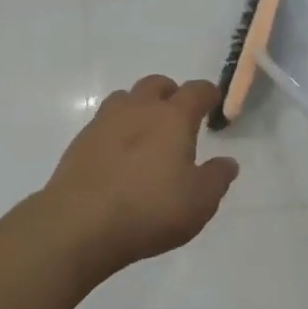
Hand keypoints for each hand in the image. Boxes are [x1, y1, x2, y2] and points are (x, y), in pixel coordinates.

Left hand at [40, 75, 238, 277]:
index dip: (208, 94)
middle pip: (157, 84)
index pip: (196, 91)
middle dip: (171, 94)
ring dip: (139, 107)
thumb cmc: (149, 209)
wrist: (79, 224)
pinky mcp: (80, 142)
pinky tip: (119, 156)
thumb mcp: (199, 202)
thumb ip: (217, 178)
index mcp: (173, 117)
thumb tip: (228, 162)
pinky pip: (104, 123)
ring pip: (126, 98)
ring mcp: (105, 122)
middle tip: (178, 117)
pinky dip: (116, 131)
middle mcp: (139, 109)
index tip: (213, 103)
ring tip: (146, 133)